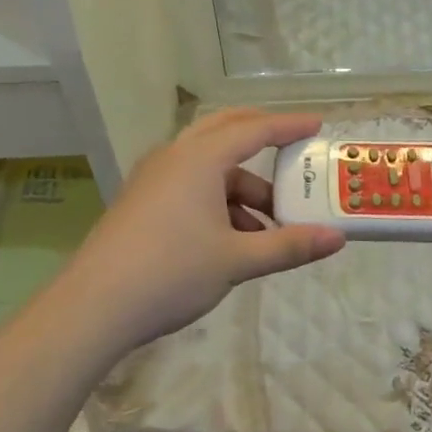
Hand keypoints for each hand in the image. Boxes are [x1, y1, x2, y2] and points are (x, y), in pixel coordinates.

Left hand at [62, 109, 344, 352]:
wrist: (94, 306)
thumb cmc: (171, 272)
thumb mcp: (237, 260)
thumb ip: (289, 246)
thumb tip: (337, 239)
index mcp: (200, 158)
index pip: (254, 130)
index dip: (288, 127)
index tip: (317, 125)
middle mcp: (174, 156)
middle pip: (225, 132)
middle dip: (261, 139)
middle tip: (292, 151)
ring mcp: (153, 177)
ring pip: (207, 165)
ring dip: (241, 186)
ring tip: (268, 227)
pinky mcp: (141, 199)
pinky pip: (189, 184)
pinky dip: (216, 200)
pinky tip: (231, 240)